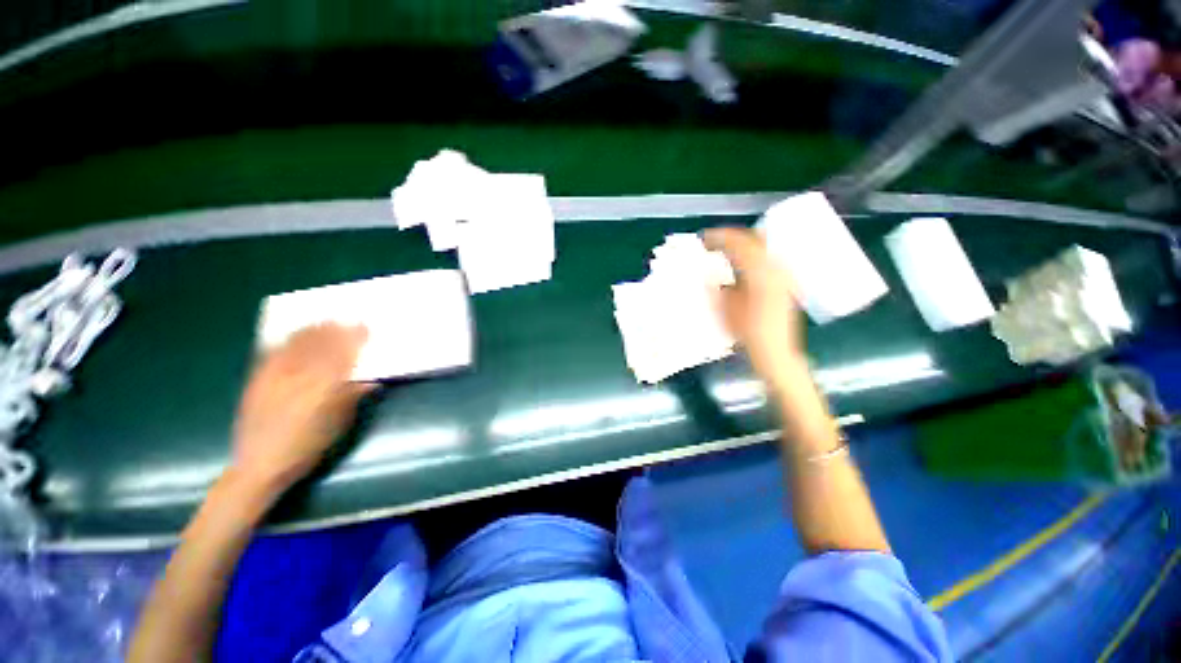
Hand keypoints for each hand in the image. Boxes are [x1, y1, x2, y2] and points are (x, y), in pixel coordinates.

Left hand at [229, 324, 370, 498]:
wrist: (260, 463)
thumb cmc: (308, 446)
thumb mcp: (338, 424)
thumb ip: (352, 398)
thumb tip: (370, 380)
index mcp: (322, 388)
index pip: (342, 355)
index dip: (354, 339)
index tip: (366, 327)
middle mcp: (297, 377)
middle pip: (319, 344)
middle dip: (335, 329)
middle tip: (347, 319)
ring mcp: (274, 376)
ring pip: (296, 344)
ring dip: (312, 330)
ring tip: (324, 321)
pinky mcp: (257, 379)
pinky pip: (273, 351)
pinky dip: (287, 340)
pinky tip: (294, 335)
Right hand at [704, 228, 805, 385]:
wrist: (775, 352)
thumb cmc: (747, 333)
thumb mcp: (725, 308)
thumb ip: (716, 286)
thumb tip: (707, 272)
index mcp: (760, 272)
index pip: (739, 243)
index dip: (719, 237)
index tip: (703, 238)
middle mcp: (775, 267)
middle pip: (754, 239)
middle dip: (731, 237)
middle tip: (712, 242)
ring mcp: (783, 274)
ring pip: (762, 248)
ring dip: (741, 245)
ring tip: (723, 251)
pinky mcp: (785, 283)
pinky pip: (766, 259)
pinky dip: (751, 256)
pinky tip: (740, 265)